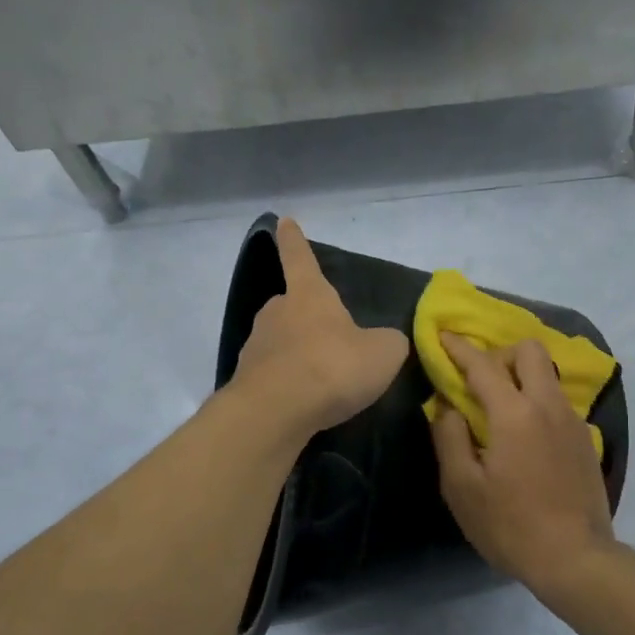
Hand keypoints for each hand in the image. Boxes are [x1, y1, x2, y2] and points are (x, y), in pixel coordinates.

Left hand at [231, 218, 409, 434]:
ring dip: (298, 354)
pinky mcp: (246, 380)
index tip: (283, 222)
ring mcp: (256, 346)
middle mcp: (277, 312)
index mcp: (309, 295)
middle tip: (330, 339)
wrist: (276, 412)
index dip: (294, 240)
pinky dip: (289, 383)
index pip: (301, 258)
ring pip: (281, 342)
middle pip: (291, 305)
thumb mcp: (383, 353)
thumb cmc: (332, 367)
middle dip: (307, 317)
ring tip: (322, 379)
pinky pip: (274, 374)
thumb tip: (385, 342)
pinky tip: (306, 403)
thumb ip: (388, 342)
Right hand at [431, 333, 625, 595]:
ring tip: (500, 406)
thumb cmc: (510, 525)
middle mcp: (548, 405)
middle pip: (529, 351)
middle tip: (479, 379)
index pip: (483, 365)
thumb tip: (447, 406)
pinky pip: (557, 401)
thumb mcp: (462, 487)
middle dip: (500, 353)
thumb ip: (449, 437)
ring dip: (521, 375)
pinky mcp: (586, 439)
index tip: (443, 337)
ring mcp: (573, 421)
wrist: (576, 558)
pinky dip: (537, 400)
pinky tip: (525, 435)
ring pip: (548, 374)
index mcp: (515, 413)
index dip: (459, 348)